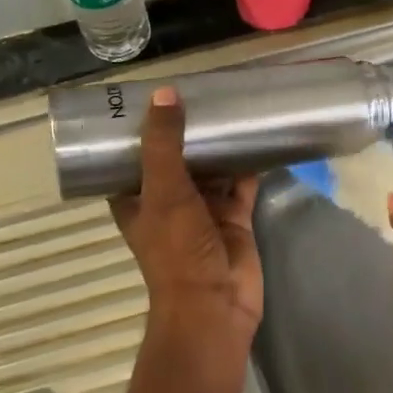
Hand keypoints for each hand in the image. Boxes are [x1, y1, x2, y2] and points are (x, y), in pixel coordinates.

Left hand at [110, 87, 262, 351]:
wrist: (216, 304)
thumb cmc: (177, 250)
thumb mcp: (163, 191)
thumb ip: (164, 144)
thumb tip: (164, 93)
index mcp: (137, 198)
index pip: (132, 155)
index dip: (139, 127)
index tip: (152, 93)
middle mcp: (167, 200)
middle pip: (175, 156)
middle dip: (186, 128)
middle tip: (201, 87)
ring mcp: (202, 209)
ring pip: (210, 167)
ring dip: (219, 143)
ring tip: (231, 101)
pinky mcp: (233, 216)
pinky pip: (241, 182)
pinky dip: (249, 162)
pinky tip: (260, 134)